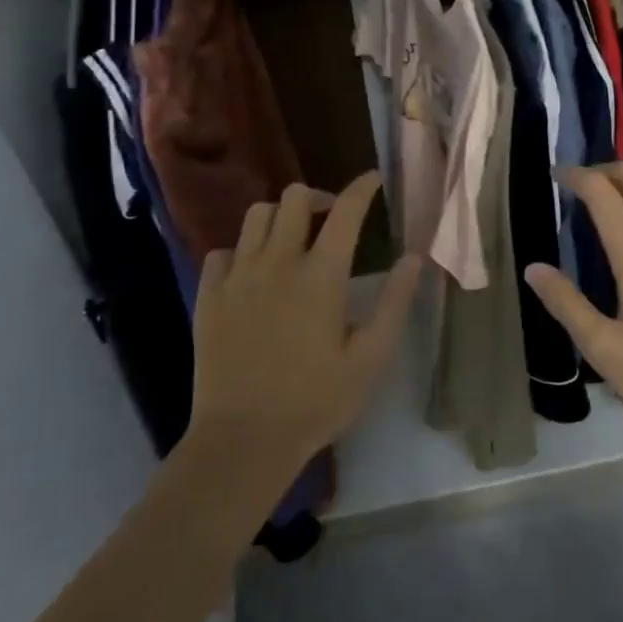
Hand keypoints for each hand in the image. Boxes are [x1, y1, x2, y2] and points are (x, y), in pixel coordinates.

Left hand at [184, 172, 420, 477]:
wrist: (243, 441)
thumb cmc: (316, 400)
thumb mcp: (371, 357)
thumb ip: (395, 302)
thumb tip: (413, 257)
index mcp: (321, 275)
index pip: (345, 211)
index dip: (362, 188)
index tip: (372, 179)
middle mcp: (277, 262)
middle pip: (294, 198)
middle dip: (319, 197)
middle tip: (332, 218)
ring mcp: (238, 277)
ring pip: (256, 215)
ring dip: (280, 217)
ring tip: (293, 239)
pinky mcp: (209, 297)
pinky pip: (223, 251)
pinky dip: (243, 250)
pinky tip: (254, 272)